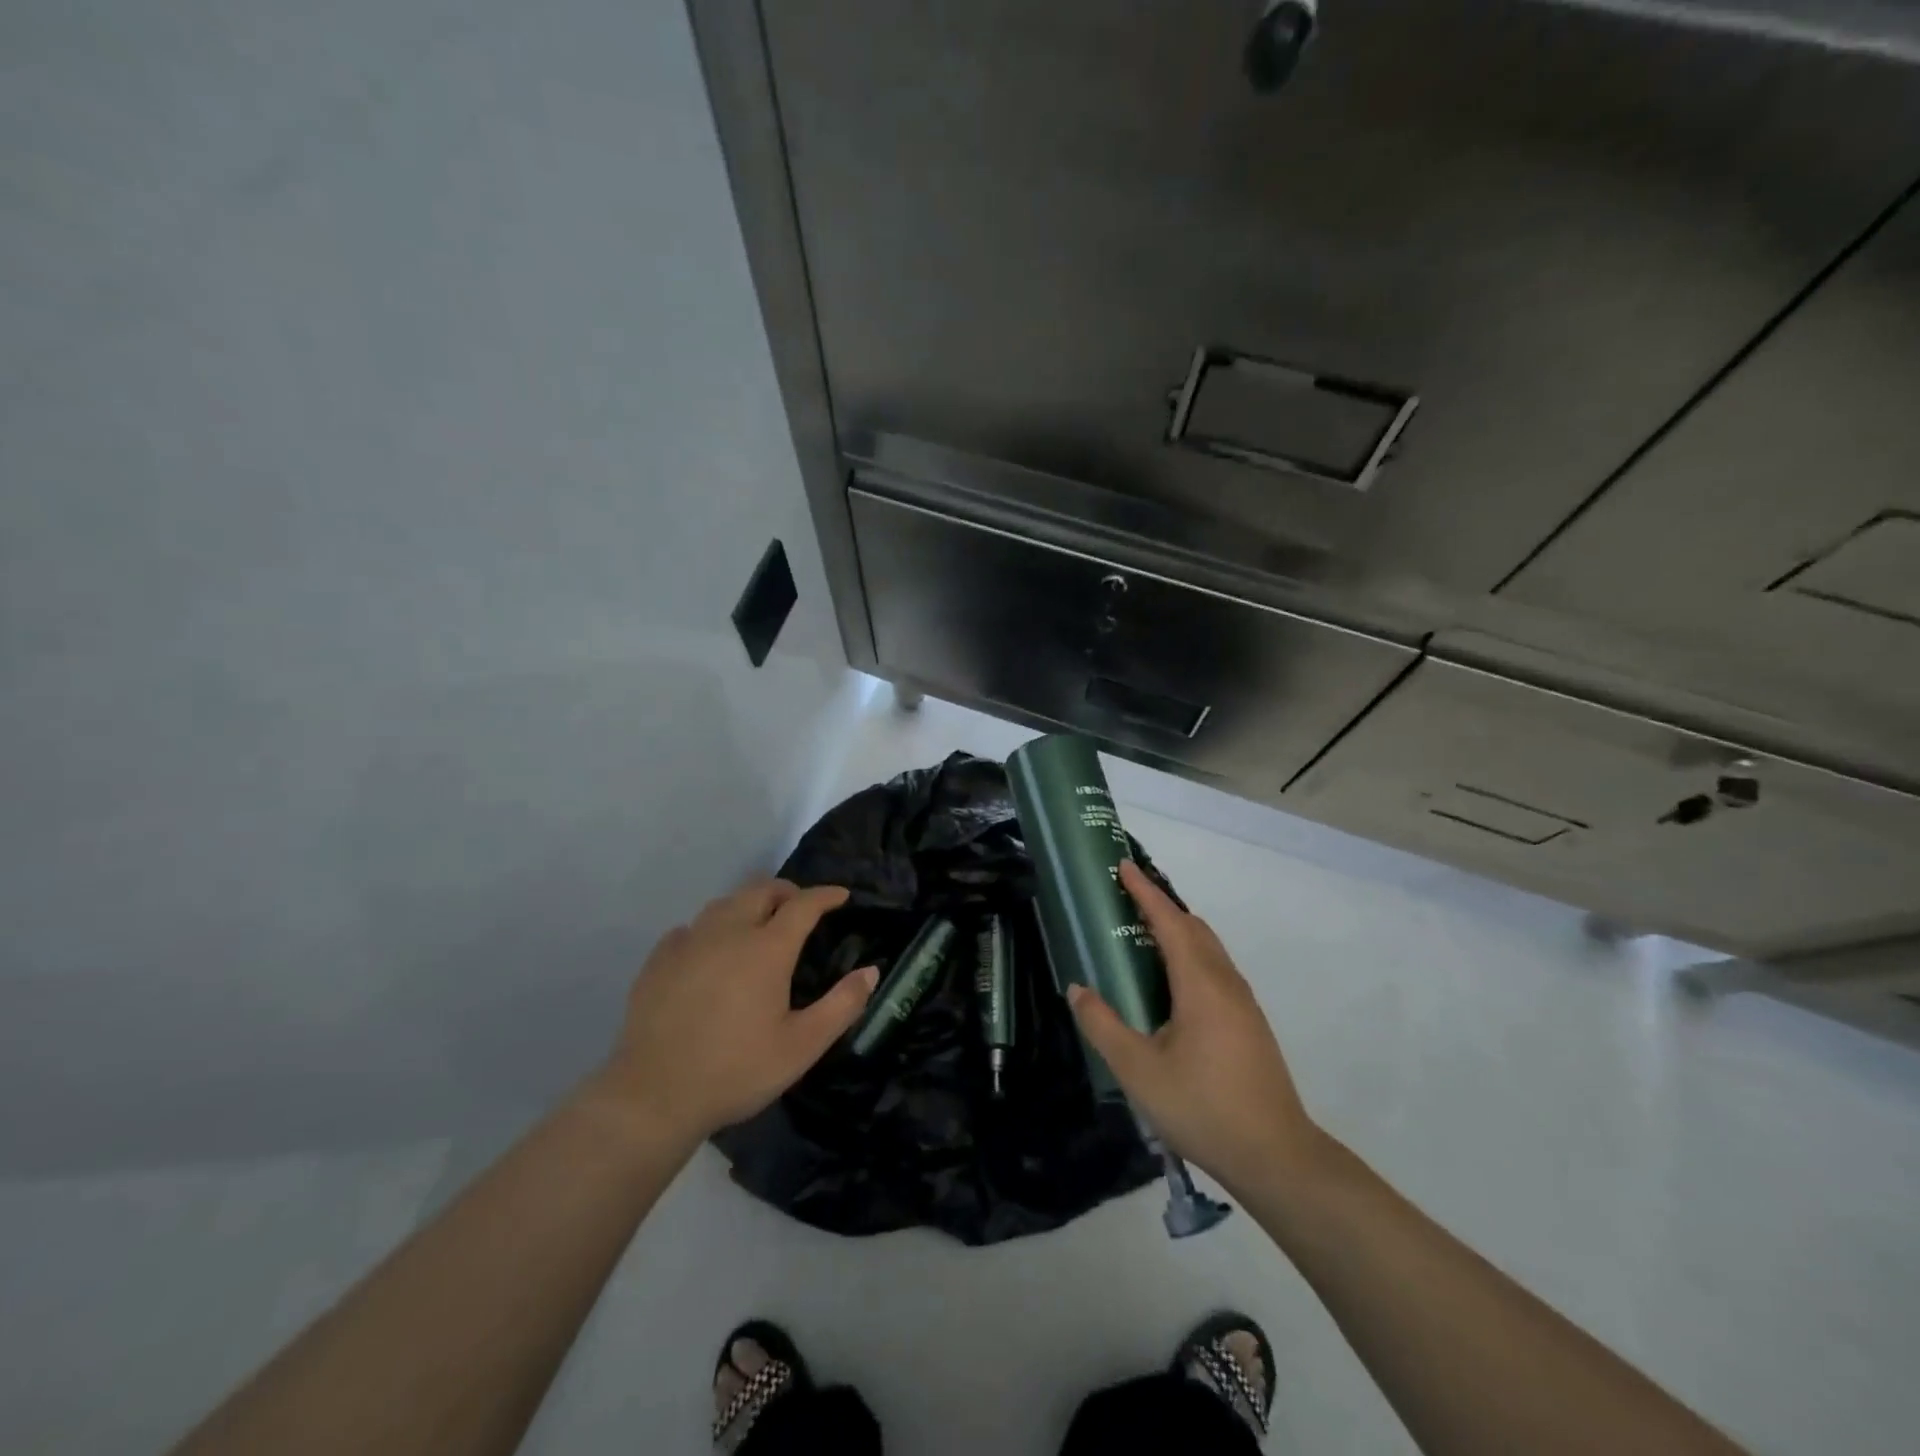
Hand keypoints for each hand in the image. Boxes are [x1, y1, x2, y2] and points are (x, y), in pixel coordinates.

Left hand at [594, 880, 876, 1143]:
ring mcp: (689, 943)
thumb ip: (842, 1005)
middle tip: (801, 908)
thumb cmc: (736, 1071)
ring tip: (759, 923)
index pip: (803, 904)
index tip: (841, 896)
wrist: (653, 1097)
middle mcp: (728, 932)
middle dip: (787, 891)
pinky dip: (711, 928)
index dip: (826, 895)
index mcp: (767, 949)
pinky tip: (710, 949)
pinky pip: (691, 928)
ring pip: (724, 903)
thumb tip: (871, 971)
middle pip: (761, 890)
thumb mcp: (802, 1046)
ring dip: (749, 903)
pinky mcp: (659, 960)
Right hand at [1067, 860, 1321, 1194]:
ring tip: (1144, 935)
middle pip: (1194, 928)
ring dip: (1178, 931)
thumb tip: (1078, 989)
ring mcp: (1243, 1003)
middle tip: (1127, 899)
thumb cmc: (1203, 1107)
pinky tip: (1172, 983)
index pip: (1170, 922)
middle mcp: (1225, 983)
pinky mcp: (1250, 1024)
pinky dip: (1190, 955)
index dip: (1145, 892)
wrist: (1276, 1156)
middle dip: (1161, 906)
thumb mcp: (1138, 1070)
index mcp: (1200, 984)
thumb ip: (1103, 1026)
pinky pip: (1216, 969)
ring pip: (1209, 949)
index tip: (1123, 867)